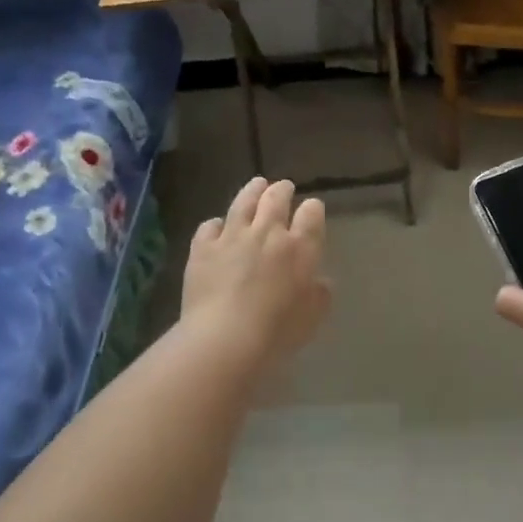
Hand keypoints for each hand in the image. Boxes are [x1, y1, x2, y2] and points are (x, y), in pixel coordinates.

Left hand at [182, 177, 331, 372]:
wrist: (225, 337)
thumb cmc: (278, 331)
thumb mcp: (313, 316)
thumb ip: (319, 293)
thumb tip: (319, 280)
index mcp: (300, 247)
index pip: (311, 214)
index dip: (313, 209)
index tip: (312, 209)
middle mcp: (267, 233)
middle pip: (276, 199)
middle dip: (282, 190)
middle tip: (284, 187)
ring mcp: (232, 237)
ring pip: (243, 203)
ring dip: (252, 191)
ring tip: (257, 184)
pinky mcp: (203, 248)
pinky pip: (209, 226)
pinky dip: (216, 224)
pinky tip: (217, 226)